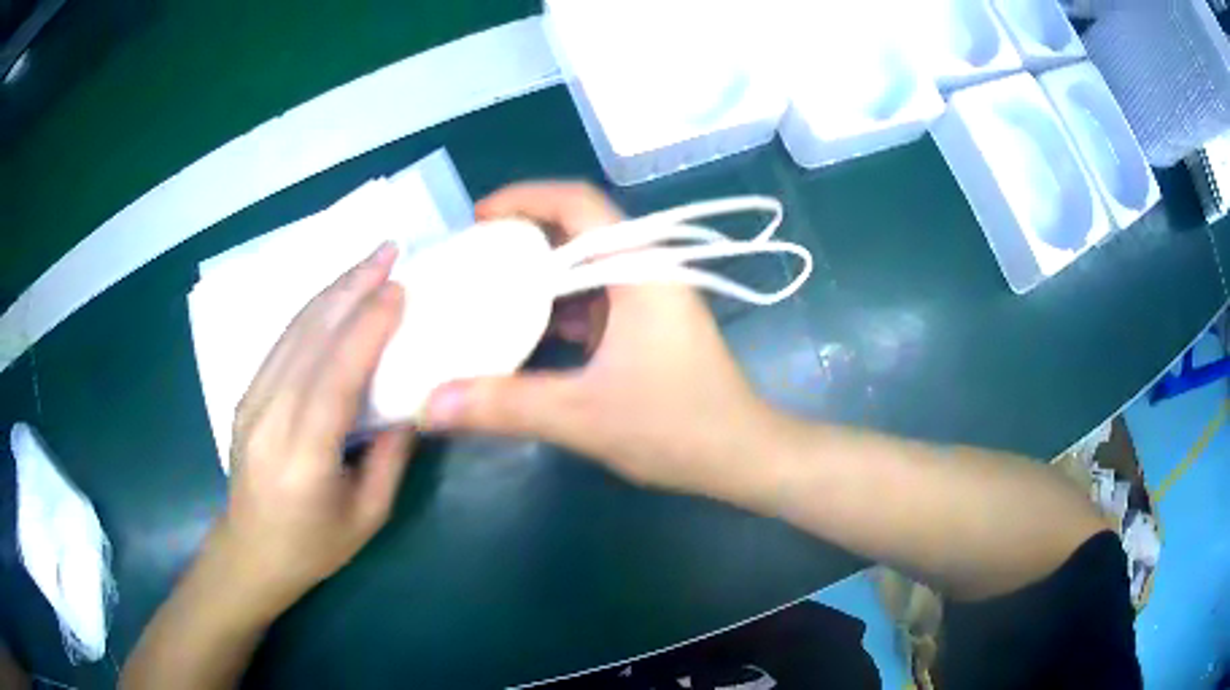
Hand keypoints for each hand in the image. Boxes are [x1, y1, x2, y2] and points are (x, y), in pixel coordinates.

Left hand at [217, 243, 414, 613]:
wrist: (250, 552)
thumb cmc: (313, 546)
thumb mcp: (368, 516)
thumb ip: (390, 457)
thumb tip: (411, 402)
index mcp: (302, 457)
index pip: (333, 378)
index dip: (366, 328)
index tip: (399, 289)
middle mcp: (269, 419)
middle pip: (310, 339)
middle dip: (350, 287)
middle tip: (388, 250)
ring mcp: (251, 401)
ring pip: (293, 331)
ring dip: (332, 290)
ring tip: (367, 261)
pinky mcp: (246, 394)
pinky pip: (282, 342)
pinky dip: (313, 310)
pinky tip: (335, 295)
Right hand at [423, 182, 776, 500]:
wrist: (742, 456)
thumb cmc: (677, 426)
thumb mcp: (583, 415)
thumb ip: (504, 406)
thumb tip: (429, 403)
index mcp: (639, 269)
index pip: (578, 202)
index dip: (525, 198)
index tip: (478, 217)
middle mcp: (646, 271)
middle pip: (576, 232)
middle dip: (521, 240)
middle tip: (470, 259)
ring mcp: (649, 299)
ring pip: (583, 270)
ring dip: (537, 278)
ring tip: (484, 292)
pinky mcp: (647, 327)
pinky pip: (593, 302)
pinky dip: (556, 311)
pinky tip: (522, 333)